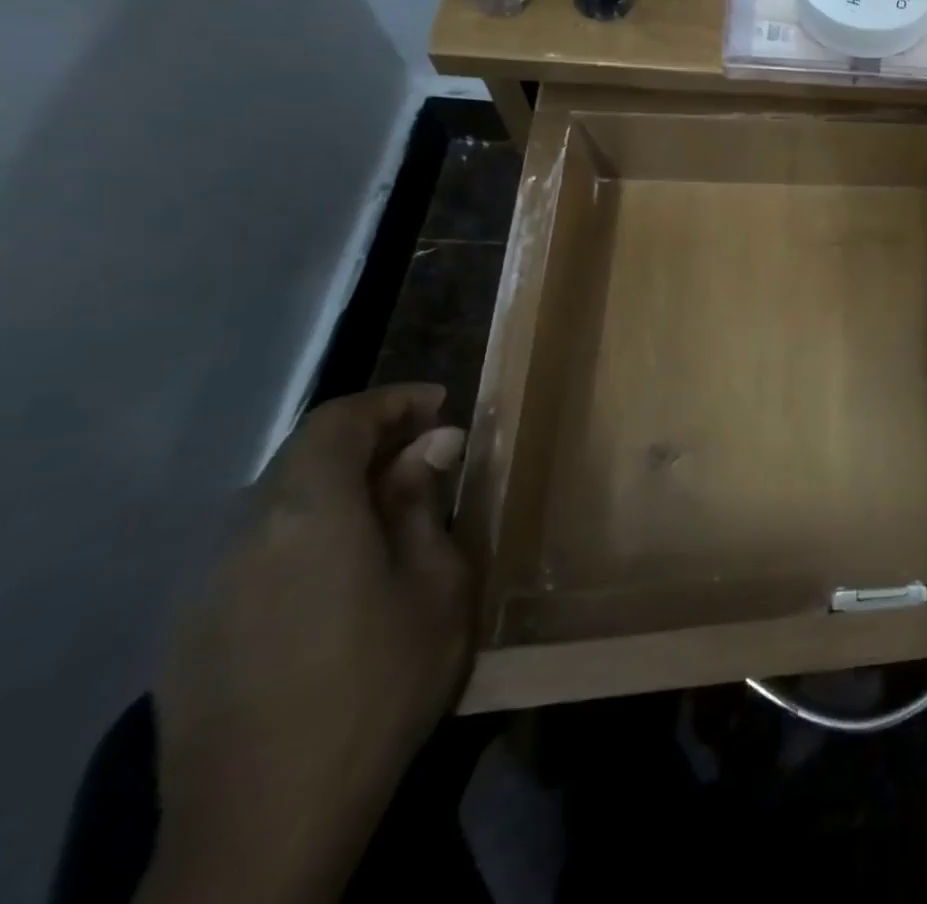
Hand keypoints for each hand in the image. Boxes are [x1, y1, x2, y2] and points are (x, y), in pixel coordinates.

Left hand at [140, 385, 474, 903]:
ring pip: (276, 505)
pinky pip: (255, 552)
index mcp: (307, 513)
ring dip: (336, 488)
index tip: (442, 404)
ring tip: (393, 509)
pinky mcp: (192, 635)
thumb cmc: (381, 678)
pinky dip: (305, 533)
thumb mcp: (436, 583)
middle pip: (302, 458)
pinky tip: (341, 573)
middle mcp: (243, 535)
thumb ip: (425, 504)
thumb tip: (434, 444)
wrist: (268, 817)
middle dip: (369, 441)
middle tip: (429, 452)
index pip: (338, 420)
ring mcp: (207, 589)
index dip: (391, 401)